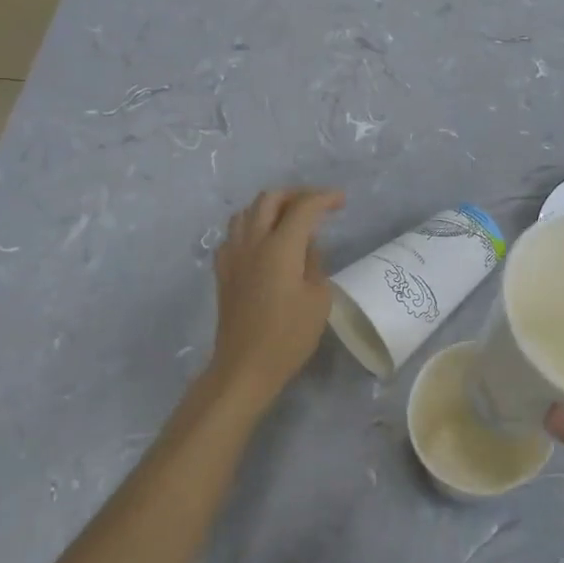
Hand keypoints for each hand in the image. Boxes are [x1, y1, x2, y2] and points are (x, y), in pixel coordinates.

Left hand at [206, 187, 345, 406]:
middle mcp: (253, 242)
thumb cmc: (289, 336)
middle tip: (316, 206)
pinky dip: (251, 227)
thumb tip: (307, 245)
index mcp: (281, 248)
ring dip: (270, 207)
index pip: (303, 207)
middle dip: (296, 195)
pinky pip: (234, 234)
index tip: (341, 201)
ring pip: (246, 211)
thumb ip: (314, 262)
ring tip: (289, 219)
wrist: (245, 367)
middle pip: (270, 199)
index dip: (324, 198)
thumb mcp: (318, 299)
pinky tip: (262, 242)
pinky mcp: (222, 271)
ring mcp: (233, 255)